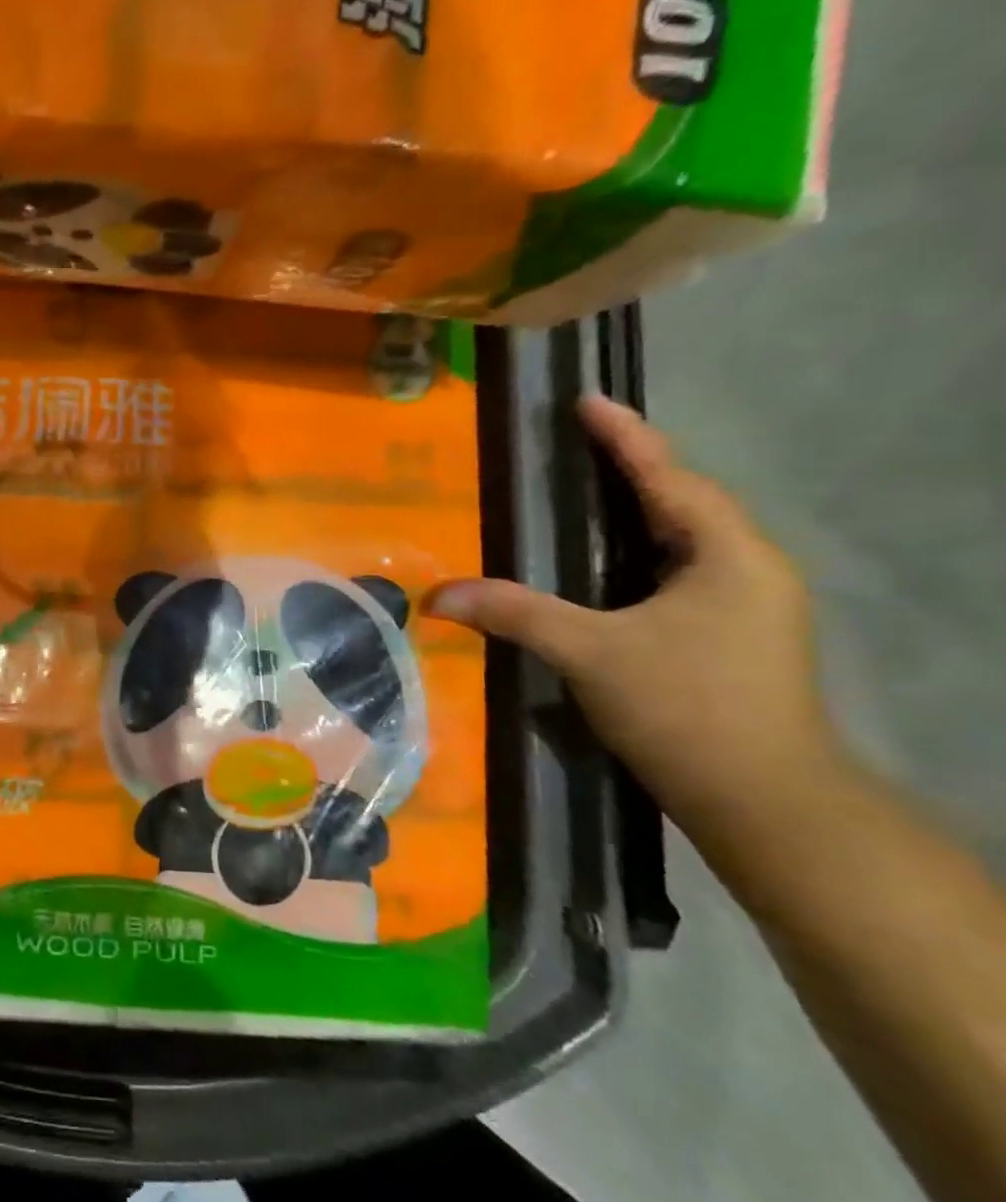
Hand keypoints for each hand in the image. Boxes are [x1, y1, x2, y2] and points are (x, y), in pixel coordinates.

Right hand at [426, 396, 842, 822]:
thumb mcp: (590, 652)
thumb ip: (515, 613)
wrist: (763, 801)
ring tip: (590, 490)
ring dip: (642, 511)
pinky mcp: (734, 637)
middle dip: (635, 469)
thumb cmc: (686, 708)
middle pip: (686, 501)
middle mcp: (749, 570)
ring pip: (687, 540)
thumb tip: (438, 595)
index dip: (627, 437)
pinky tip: (610, 563)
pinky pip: (682, 572)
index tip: (588, 400)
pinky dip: (643, 552)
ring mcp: (748, 607)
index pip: (671, 478)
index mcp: (729, 556)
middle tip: (580, 443)